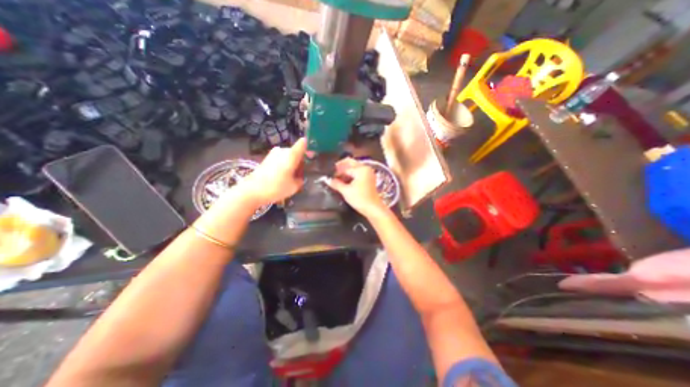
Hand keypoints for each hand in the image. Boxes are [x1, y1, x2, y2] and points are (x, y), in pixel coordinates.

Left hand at [236, 137, 305, 205]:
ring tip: (292, 178)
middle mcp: (283, 150)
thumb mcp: (294, 187)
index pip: (303, 143)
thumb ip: (301, 180)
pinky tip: (283, 177)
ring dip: (292, 164)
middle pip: (296, 152)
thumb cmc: (276, 187)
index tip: (314, 155)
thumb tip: (300, 177)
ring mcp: (274, 154)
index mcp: (291, 155)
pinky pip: (281, 159)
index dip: (310, 147)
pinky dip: (285, 166)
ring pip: (289, 156)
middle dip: (301, 161)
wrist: (252, 191)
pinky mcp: (267, 158)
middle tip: (302, 174)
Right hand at [325, 157, 386, 217]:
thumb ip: (336, 183)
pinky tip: (344, 181)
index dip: (336, 172)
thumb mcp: (346, 191)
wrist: (373, 209)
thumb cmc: (360, 199)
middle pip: (350, 163)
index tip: (328, 177)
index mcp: (361, 169)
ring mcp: (368, 173)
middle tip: (332, 174)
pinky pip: (357, 173)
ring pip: (354, 168)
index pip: (345, 168)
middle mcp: (365, 168)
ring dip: (345, 172)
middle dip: (340, 168)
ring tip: (337, 179)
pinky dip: (350, 176)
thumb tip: (327, 179)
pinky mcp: (368, 179)